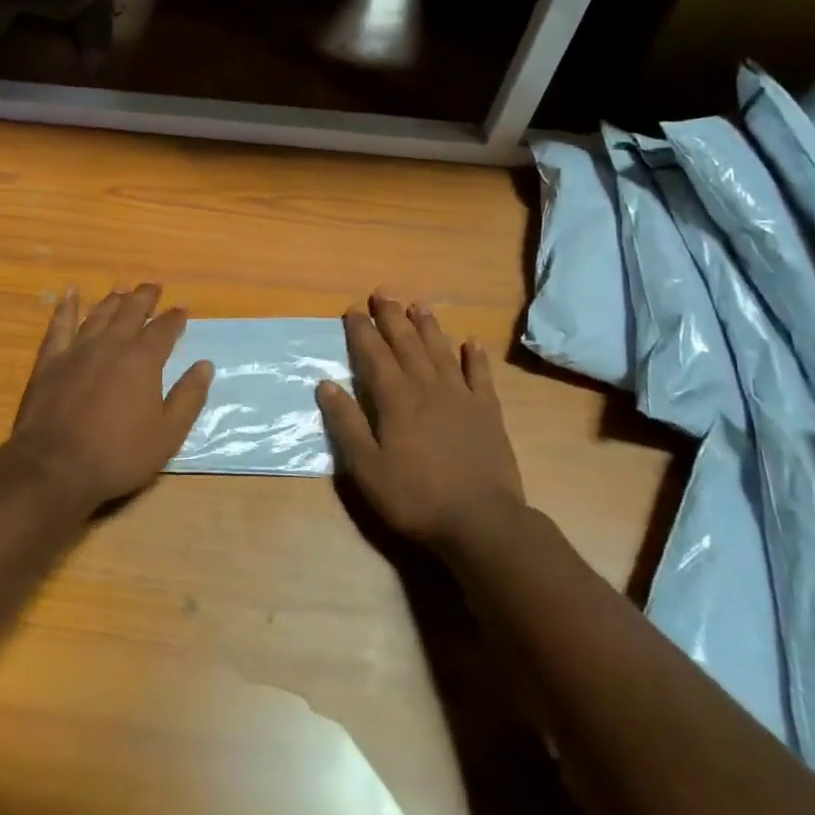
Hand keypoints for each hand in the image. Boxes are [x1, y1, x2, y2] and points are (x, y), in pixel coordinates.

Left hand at [3, 284, 213, 514]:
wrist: (55, 467)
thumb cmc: (118, 454)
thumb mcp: (167, 434)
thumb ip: (188, 397)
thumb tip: (205, 365)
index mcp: (143, 359)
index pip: (164, 328)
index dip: (175, 317)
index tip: (182, 309)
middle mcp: (112, 344)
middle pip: (131, 310)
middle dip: (145, 297)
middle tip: (154, 287)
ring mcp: (78, 349)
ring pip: (99, 313)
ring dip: (113, 299)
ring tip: (121, 289)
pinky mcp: (50, 360)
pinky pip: (59, 325)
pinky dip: (66, 307)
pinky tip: (69, 294)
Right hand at [316, 292, 525, 549]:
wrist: (481, 522)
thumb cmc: (415, 497)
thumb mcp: (367, 468)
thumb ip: (346, 424)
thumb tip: (326, 384)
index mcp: (396, 399)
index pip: (374, 354)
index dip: (362, 330)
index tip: (352, 309)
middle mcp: (427, 387)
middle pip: (407, 343)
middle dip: (392, 316)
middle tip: (382, 292)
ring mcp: (461, 397)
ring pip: (441, 350)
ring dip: (428, 326)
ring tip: (418, 305)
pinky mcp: (488, 412)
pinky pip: (480, 375)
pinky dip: (475, 356)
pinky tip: (471, 342)